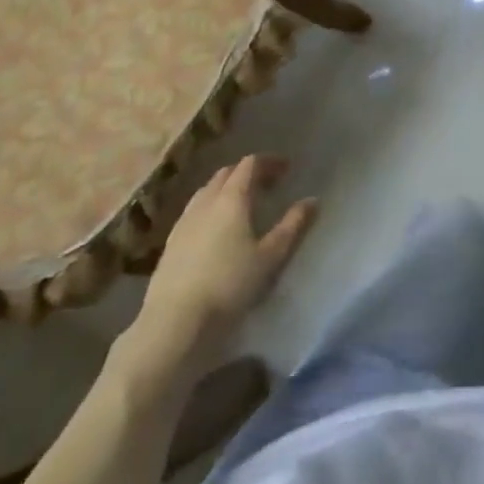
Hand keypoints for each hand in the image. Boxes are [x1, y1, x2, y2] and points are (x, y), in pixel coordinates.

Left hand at [123, 156, 316, 389]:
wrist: (174, 321)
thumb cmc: (229, 285)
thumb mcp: (271, 257)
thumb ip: (293, 226)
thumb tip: (313, 201)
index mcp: (232, 199)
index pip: (250, 165)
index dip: (269, 162)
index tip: (286, 169)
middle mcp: (205, 202)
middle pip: (226, 174)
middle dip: (248, 172)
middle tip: (267, 184)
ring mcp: (184, 221)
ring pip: (207, 191)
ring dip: (226, 188)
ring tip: (242, 203)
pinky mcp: (171, 242)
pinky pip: (194, 210)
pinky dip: (210, 206)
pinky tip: (215, 228)